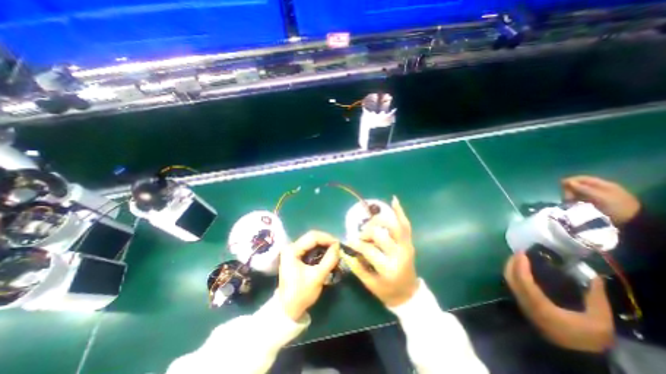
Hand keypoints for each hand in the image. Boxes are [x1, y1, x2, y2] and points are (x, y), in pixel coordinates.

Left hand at [278, 231, 339, 321]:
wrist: (288, 309)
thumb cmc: (301, 293)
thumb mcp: (317, 277)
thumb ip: (329, 260)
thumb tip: (338, 246)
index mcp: (292, 250)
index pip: (313, 237)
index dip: (327, 238)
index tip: (339, 244)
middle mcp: (291, 247)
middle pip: (312, 237)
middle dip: (326, 240)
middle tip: (337, 247)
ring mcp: (292, 251)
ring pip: (311, 241)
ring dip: (323, 244)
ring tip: (334, 249)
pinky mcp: (295, 255)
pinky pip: (310, 247)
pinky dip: (319, 249)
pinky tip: (327, 253)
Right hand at [343, 196, 414, 306]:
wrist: (408, 293)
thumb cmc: (387, 291)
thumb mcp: (369, 284)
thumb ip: (357, 266)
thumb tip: (346, 249)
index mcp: (388, 268)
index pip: (369, 250)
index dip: (357, 244)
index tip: (349, 241)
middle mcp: (399, 254)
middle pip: (380, 235)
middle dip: (367, 232)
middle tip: (361, 236)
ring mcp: (407, 246)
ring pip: (394, 225)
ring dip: (379, 220)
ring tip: (370, 223)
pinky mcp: (409, 242)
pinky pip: (405, 225)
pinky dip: (400, 212)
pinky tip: (394, 200)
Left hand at [505, 253, 612, 351]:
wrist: (575, 355)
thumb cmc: (587, 337)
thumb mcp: (600, 321)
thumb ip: (596, 298)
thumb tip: (596, 277)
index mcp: (540, 305)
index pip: (523, 281)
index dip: (520, 265)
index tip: (523, 254)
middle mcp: (525, 302)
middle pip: (511, 278)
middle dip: (512, 263)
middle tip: (519, 252)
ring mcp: (521, 303)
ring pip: (509, 281)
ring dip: (511, 267)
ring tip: (519, 258)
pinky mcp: (522, 304)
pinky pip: (512, 285)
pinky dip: (513, 274)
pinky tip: (520, 269)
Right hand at [560, 175, 638, 224]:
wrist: (631, 221)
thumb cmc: (617, 207)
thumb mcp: (601, 197)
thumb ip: (584, 189)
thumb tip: (567, 182)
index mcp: (602, 185)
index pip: (582, 178)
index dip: (571, 180)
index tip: (560, 185)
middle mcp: (596, 189)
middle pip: (577, 186)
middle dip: (569, 190)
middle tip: (567, 198)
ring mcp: (594, 197)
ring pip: (575, 193)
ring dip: (570, 197)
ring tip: (569, 203)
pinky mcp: (590, 204)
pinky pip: (577, 200)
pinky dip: (573, 202)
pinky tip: (572, 205)